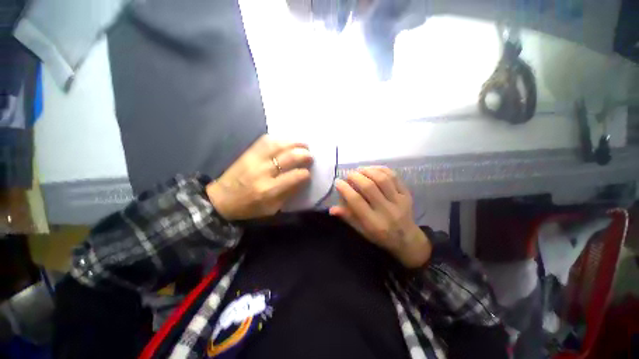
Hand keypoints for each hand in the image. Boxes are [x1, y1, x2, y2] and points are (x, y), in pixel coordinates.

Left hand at [206, 134, 312, 219]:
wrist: (221, 199)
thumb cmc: (249, 207)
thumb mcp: (272, 208)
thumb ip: (289, 193)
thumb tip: (303, 179)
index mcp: (269, 190)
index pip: (295, 176)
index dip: (305, 173)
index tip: (308, 173)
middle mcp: (263, 172)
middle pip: (289, 157)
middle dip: (304, 155)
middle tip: (310, 156)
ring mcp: (254, 159)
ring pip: (279, 145)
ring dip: (294, 143)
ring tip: (303, 145)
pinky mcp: (248, 152)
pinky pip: (266, 140)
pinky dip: (280, 139)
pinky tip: (287, 142)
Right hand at [329, 167, 430, 267]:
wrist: (408, 240)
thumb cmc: (381, 237)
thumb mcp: (362, 231)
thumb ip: (348, 217)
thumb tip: (331, 209)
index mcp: (374, 223)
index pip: (356, 201)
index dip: (345, 189)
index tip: (338, 182)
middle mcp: (387, 211)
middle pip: (369, 187)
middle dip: (355, 177)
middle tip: (348, 174)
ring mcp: (400, 201)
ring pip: (382, 179)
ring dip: (368, 171)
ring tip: (360, 170)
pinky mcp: (407, 194)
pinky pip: (394, 177)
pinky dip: (381, 169)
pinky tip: (373, 169)